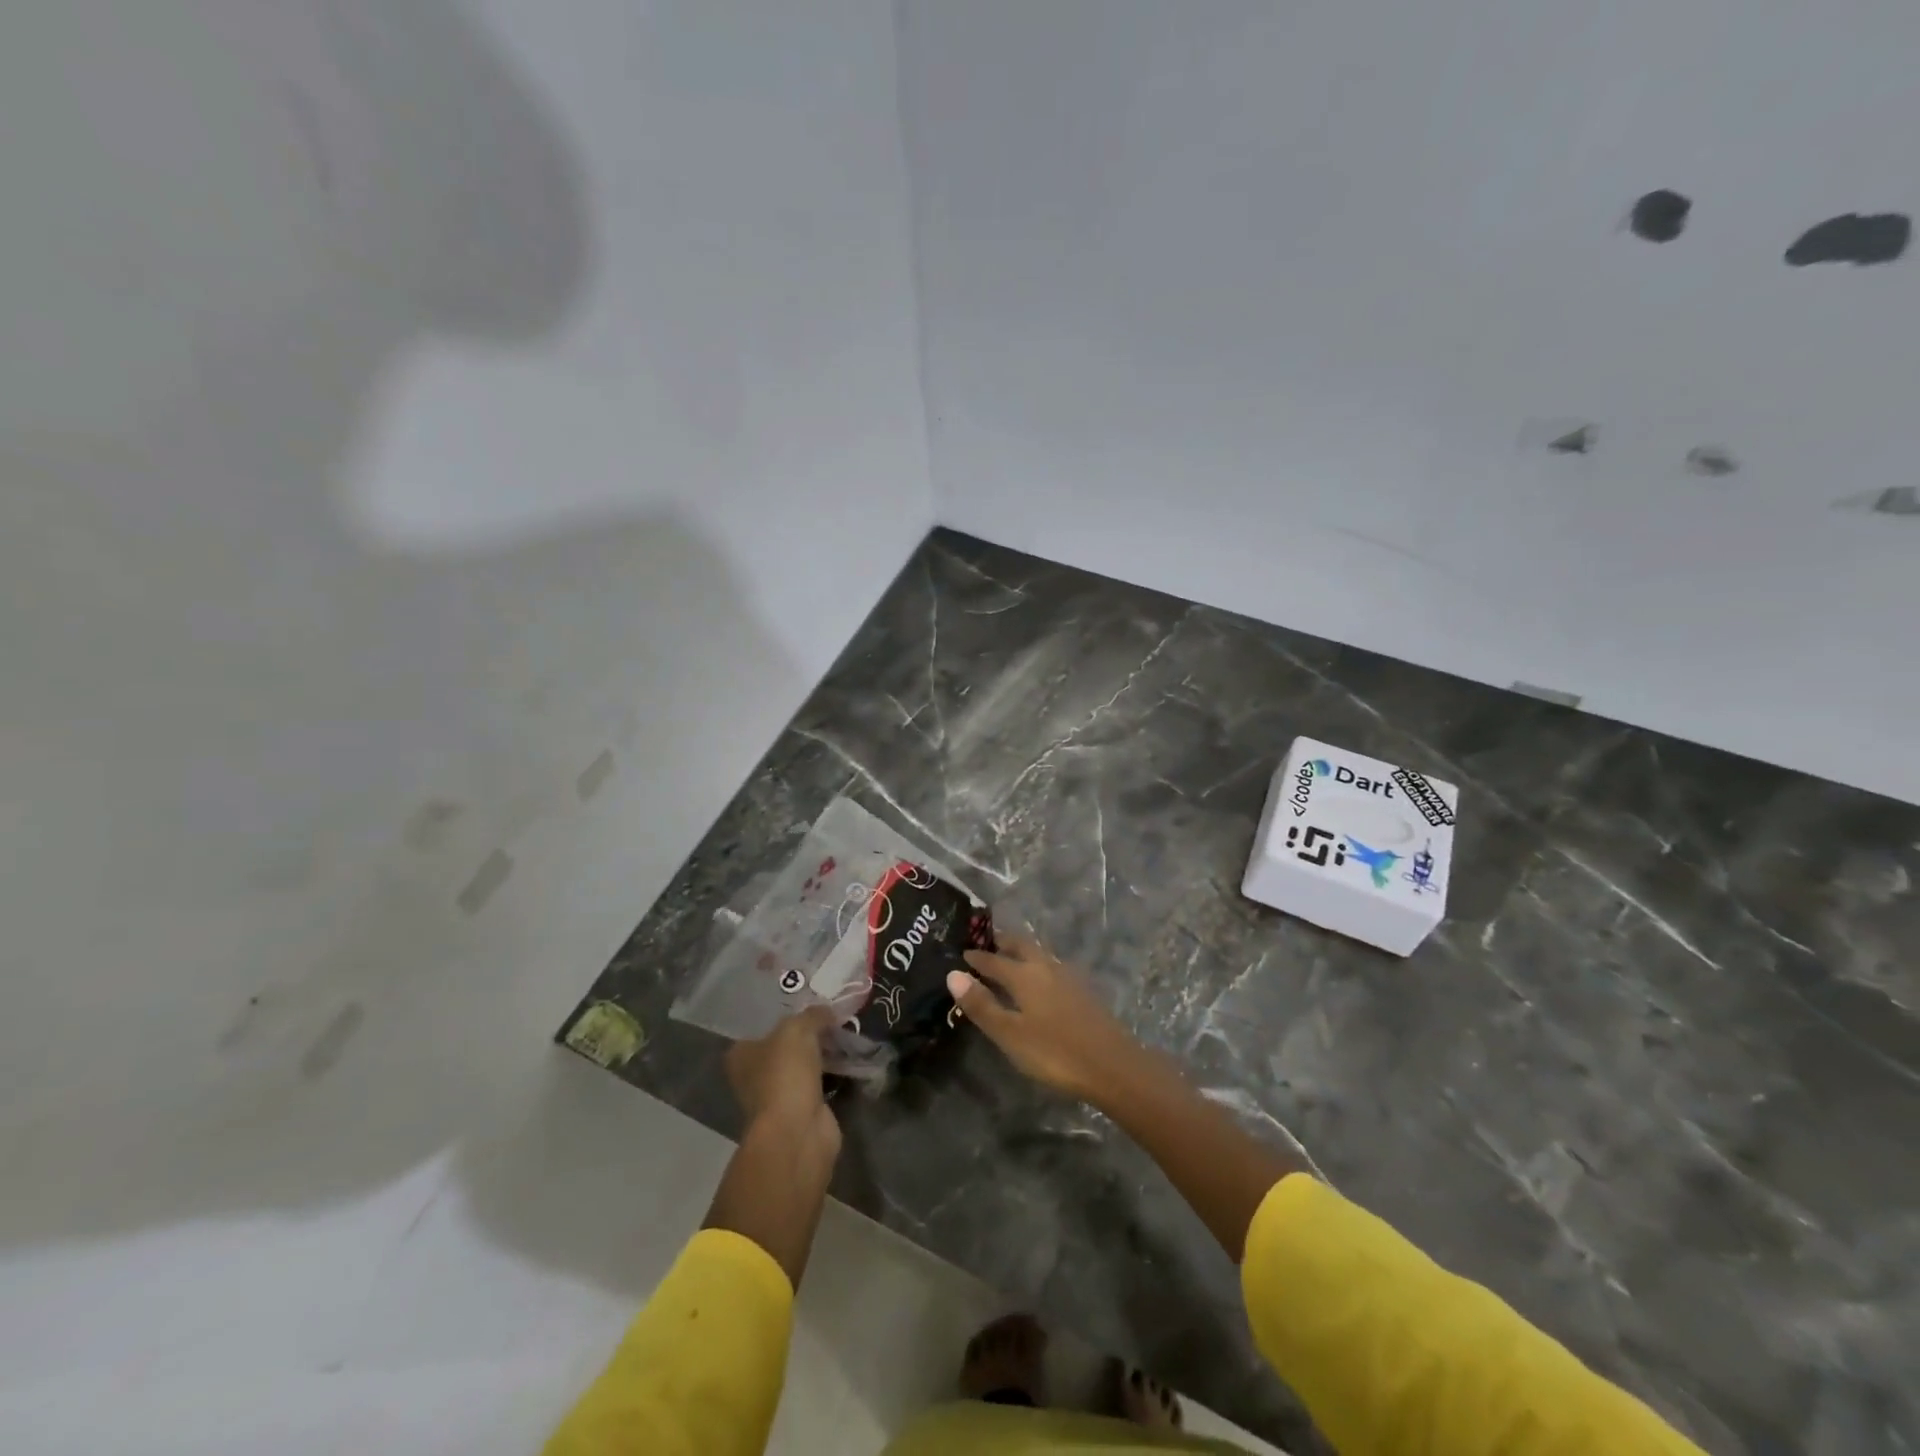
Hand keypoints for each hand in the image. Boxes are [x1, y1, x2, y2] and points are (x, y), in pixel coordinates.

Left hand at [726, 1007, 838, 1146]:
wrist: (797, 1131)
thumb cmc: (785, 1074)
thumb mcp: (797, 1029)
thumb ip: (812, 1015)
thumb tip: (827, 1011)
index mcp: (741, 1055)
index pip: (762, 1027)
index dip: (786, 1014)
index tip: (811, 1004)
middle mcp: (754, 1076)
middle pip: (785, 1046)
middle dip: (809, 1034)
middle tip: (834, 1017)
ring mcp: (778, 1096)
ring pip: (804, 1065)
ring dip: (823, 1054)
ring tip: (846, 1033)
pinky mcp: (802, 1111)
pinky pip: (819, 1083)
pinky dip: (833, 1073)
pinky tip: (850, 1057)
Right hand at [946, 935, 1145, 1104]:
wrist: (1113, 1065)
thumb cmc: (1055, 1052)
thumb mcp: (1010, 1034)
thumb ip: (982, 1005)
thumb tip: (953, 973)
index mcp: (1025, 974)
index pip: (994, 960)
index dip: (977, 957)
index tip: (962, 952)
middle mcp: (1046, 966)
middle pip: (1021, 946)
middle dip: (1002, 942)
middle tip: (987, 943)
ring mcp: (1068, 977)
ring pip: (1039, 954)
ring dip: (1022, 952)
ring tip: (1010, 958)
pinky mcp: (1083, 991)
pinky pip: (1052, 967)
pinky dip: (1037, 966)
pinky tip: (1040, 981)